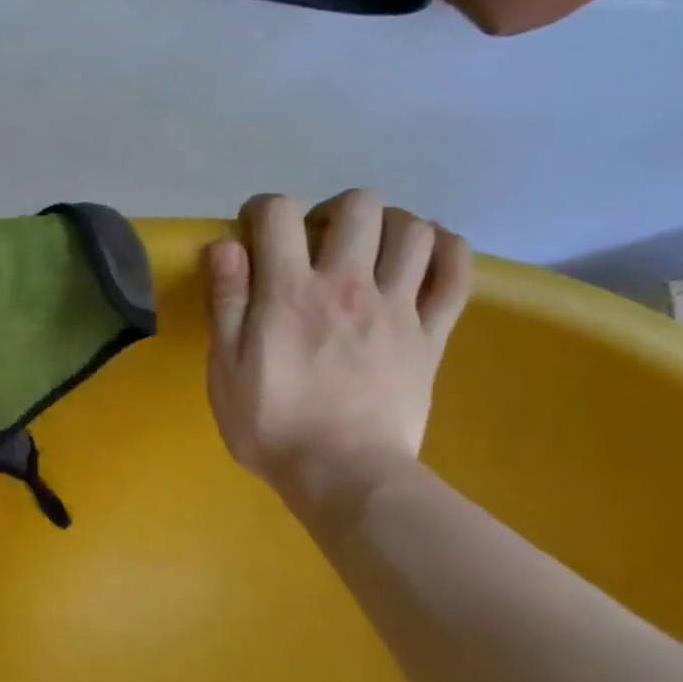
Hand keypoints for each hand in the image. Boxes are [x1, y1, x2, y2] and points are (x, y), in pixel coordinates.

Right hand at [205, 190, 470, 513]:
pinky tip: (428, 253)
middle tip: (320, 242)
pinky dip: (448, 251)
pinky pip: (457, 274)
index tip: (257, 232)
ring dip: (389, 225)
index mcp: (290, 293)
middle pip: (358, 206)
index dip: (264, 210)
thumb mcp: (227, 370)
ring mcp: (397, 307)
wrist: (342, 475)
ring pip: (412, 230)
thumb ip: (226, 303)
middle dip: (334, 211)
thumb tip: (225, 246)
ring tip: (371, 250)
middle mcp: (347, 285)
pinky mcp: (430, 334)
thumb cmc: (272, 427)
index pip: (279, 214)